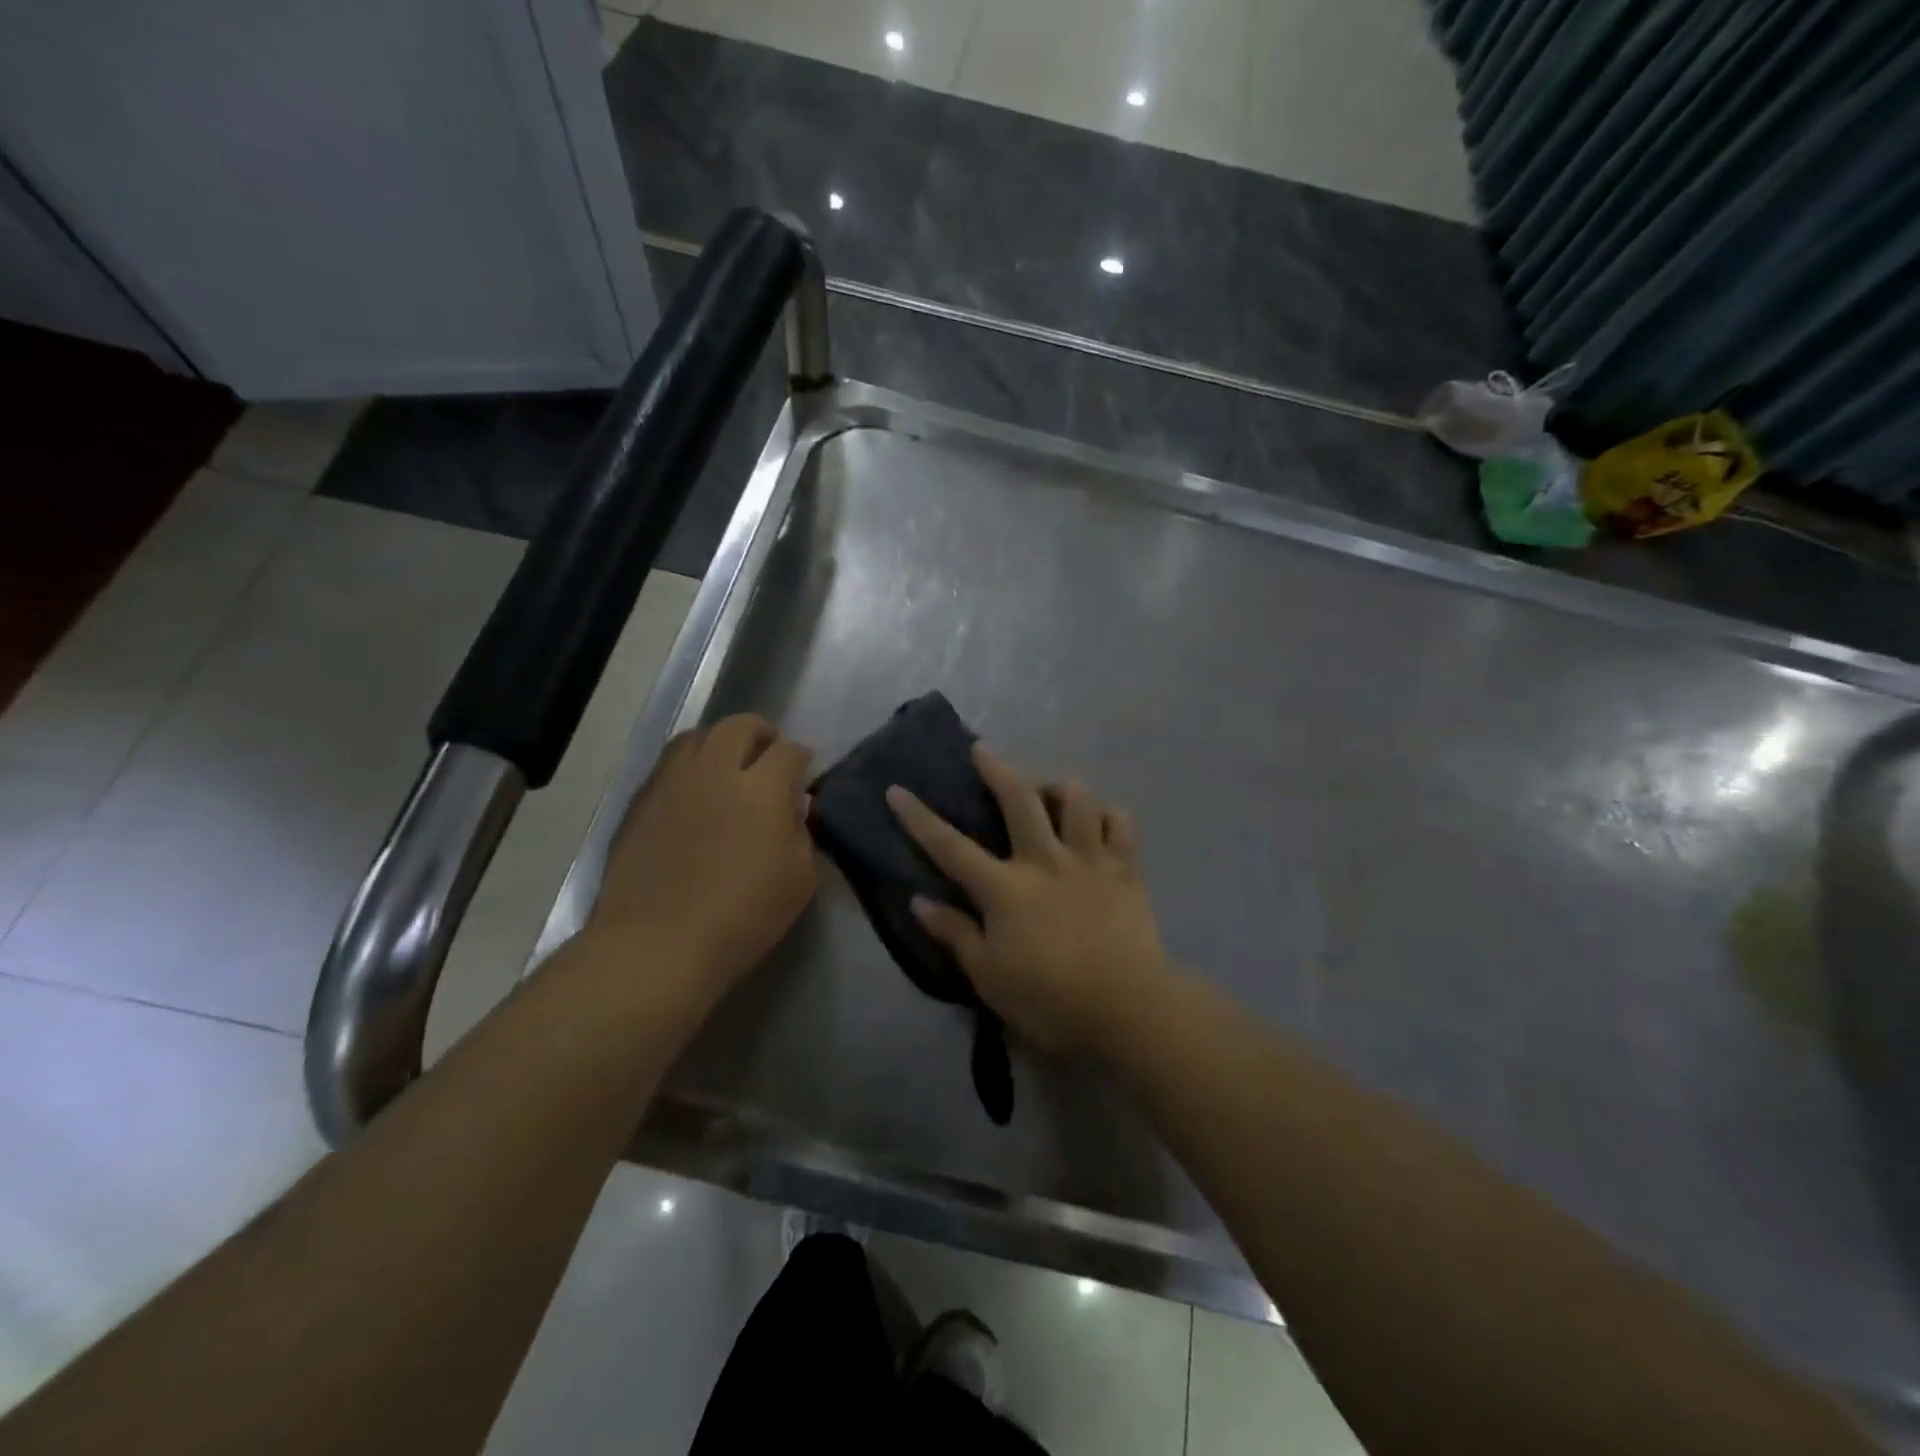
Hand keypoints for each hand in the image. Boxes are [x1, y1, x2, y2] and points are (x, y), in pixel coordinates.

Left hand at [591, 714, 816, 990]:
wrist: (658, 943)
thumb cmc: (742, 916)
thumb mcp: (799, 879)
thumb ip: (801, 832)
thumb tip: (793, 808)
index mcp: (761, 788)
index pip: (789, 751)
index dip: (801, 758)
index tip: (804, 774)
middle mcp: (715, 771)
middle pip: (739, 726)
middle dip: (761, 734)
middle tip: (768, 757)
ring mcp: (672, 782)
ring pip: (697, 737)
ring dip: (719, 743)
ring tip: (727, 767)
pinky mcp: (640, 802)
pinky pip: (668, 766)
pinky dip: (689, 768)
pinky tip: (694, 795)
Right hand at [887, 746, 1168, 1058]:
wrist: (1126, 1008)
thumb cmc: (1049, 998)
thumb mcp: (988, 975)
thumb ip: (954, 933)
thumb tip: (919, 901)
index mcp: (1005, 888)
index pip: (950, 847)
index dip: (919, 818)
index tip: (896, 790)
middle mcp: (1045, 860)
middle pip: (1018, 800)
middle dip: (996, 769)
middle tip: (983, 750)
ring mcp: (1089, 860)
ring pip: (1077, 800)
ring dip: (1060, 787)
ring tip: (1051, 791)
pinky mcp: (1126, 870)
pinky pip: (1121, 824)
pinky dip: (1109, 815)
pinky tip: (1099, 820)